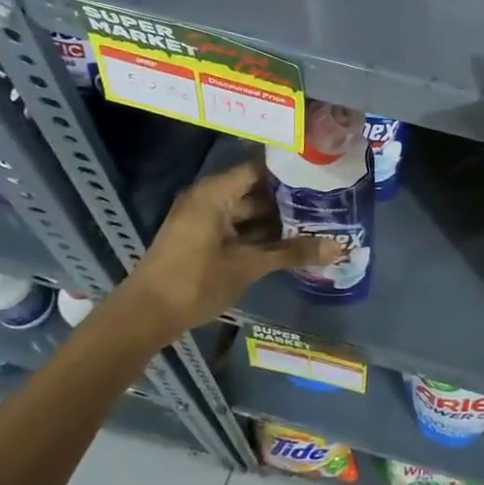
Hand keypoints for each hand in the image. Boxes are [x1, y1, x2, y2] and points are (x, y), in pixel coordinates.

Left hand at [110, 160, 338, 343]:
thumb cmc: (196, 281)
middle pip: (256, 190)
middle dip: (289, 198)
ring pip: (248, 212)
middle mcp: (209, 198)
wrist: (145, 316)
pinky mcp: (202, 239)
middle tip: (327, 200)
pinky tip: (289, 243)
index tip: (322, 173)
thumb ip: (292, 253)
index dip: (291, 171)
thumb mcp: (248, 266)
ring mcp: (204, 219)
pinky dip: (260, 234)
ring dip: (276, 219)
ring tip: (316, 221)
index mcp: (216, 192)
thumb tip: (338, 249)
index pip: (261, 168)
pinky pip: (237, 227)